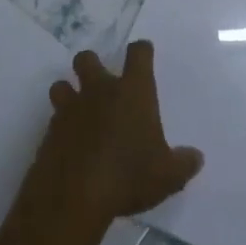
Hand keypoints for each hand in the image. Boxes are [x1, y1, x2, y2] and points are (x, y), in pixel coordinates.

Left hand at [21, 41, 202, 228]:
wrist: (75, 194)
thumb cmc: (129, 175)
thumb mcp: (167, 176)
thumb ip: (183, 163)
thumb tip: (196, 158)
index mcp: (132, 91)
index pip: (138, 54)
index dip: (141, 50)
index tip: (143, 54)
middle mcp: (99, 90)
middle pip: (87, 58)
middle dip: (91, 65)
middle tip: (100, 84)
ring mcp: (71, 108)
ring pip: (62, 85)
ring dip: (68, 93)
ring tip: (78, 112)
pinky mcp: (50, 130)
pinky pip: (53, 118)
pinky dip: (60, 126)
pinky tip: (69, 145)